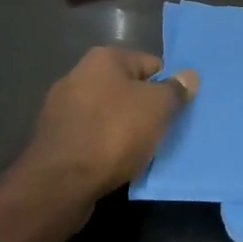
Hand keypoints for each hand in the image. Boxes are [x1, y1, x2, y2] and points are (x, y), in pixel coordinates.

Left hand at [22, 47, 197, 201]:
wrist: (59, 183)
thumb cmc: (113, 133)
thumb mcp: (157, 108)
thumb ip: (176, 89)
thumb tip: (189, 75)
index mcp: (104, 58)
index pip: (151, 64)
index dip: (167, 86)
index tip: (176, 110)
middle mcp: (78, 74)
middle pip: (127, 88)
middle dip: (144, 108)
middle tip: (161, 131)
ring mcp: (61, 107)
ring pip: (107, 113)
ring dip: (123, 128)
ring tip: (140, 151)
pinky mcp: (53, 138)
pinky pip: (90, 136)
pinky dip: (103, 146)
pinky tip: (114, 163)